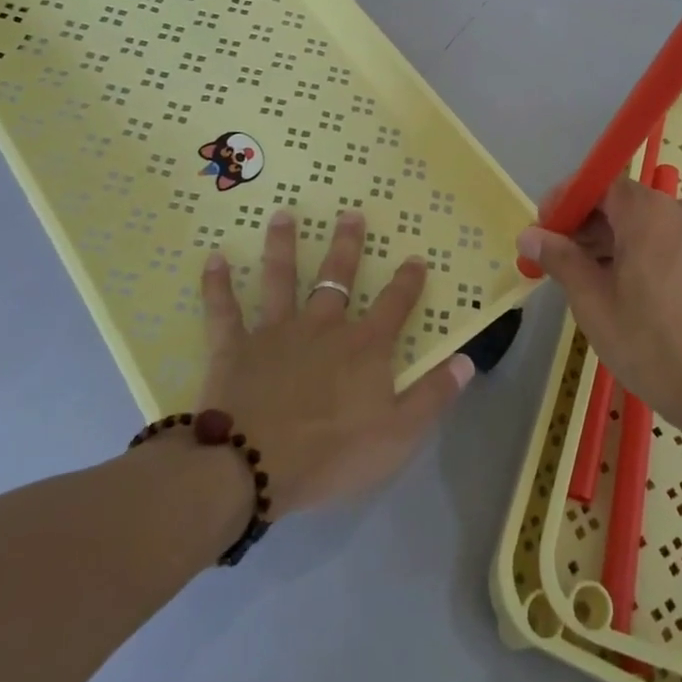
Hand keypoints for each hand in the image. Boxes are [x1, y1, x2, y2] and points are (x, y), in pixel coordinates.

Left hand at [195, 208, 473, 516]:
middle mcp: (322, 327)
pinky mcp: (234, 347)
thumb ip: (433, 396)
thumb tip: (468, 361)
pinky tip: (213, 259)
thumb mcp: (398, 434)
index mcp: (363, 347)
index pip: (394, 305)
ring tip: (283, 215)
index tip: (415, 257)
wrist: (251, 467)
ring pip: (281, 279)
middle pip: (338, 277)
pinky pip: (223, 311)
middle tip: (350, 213)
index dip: (407, 281)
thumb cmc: (331, 454)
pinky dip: (216, 285)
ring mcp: (275, 332)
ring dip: (282, 246)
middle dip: (346, 245)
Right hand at [517, 178, 681, 436]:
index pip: (598, 184)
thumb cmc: (652, 345)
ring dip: (608, 243)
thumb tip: (529, 235)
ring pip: (641, 225)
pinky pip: (662, 242)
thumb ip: (560, 259)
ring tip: (583, 282)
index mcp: (649, 212)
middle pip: (620, 203)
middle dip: (584, 226)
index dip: (565, 202)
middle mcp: (678, 211)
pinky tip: (619, 291)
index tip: (542, 231)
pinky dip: (635, 255)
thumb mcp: (594, 302)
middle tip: (555, 261)